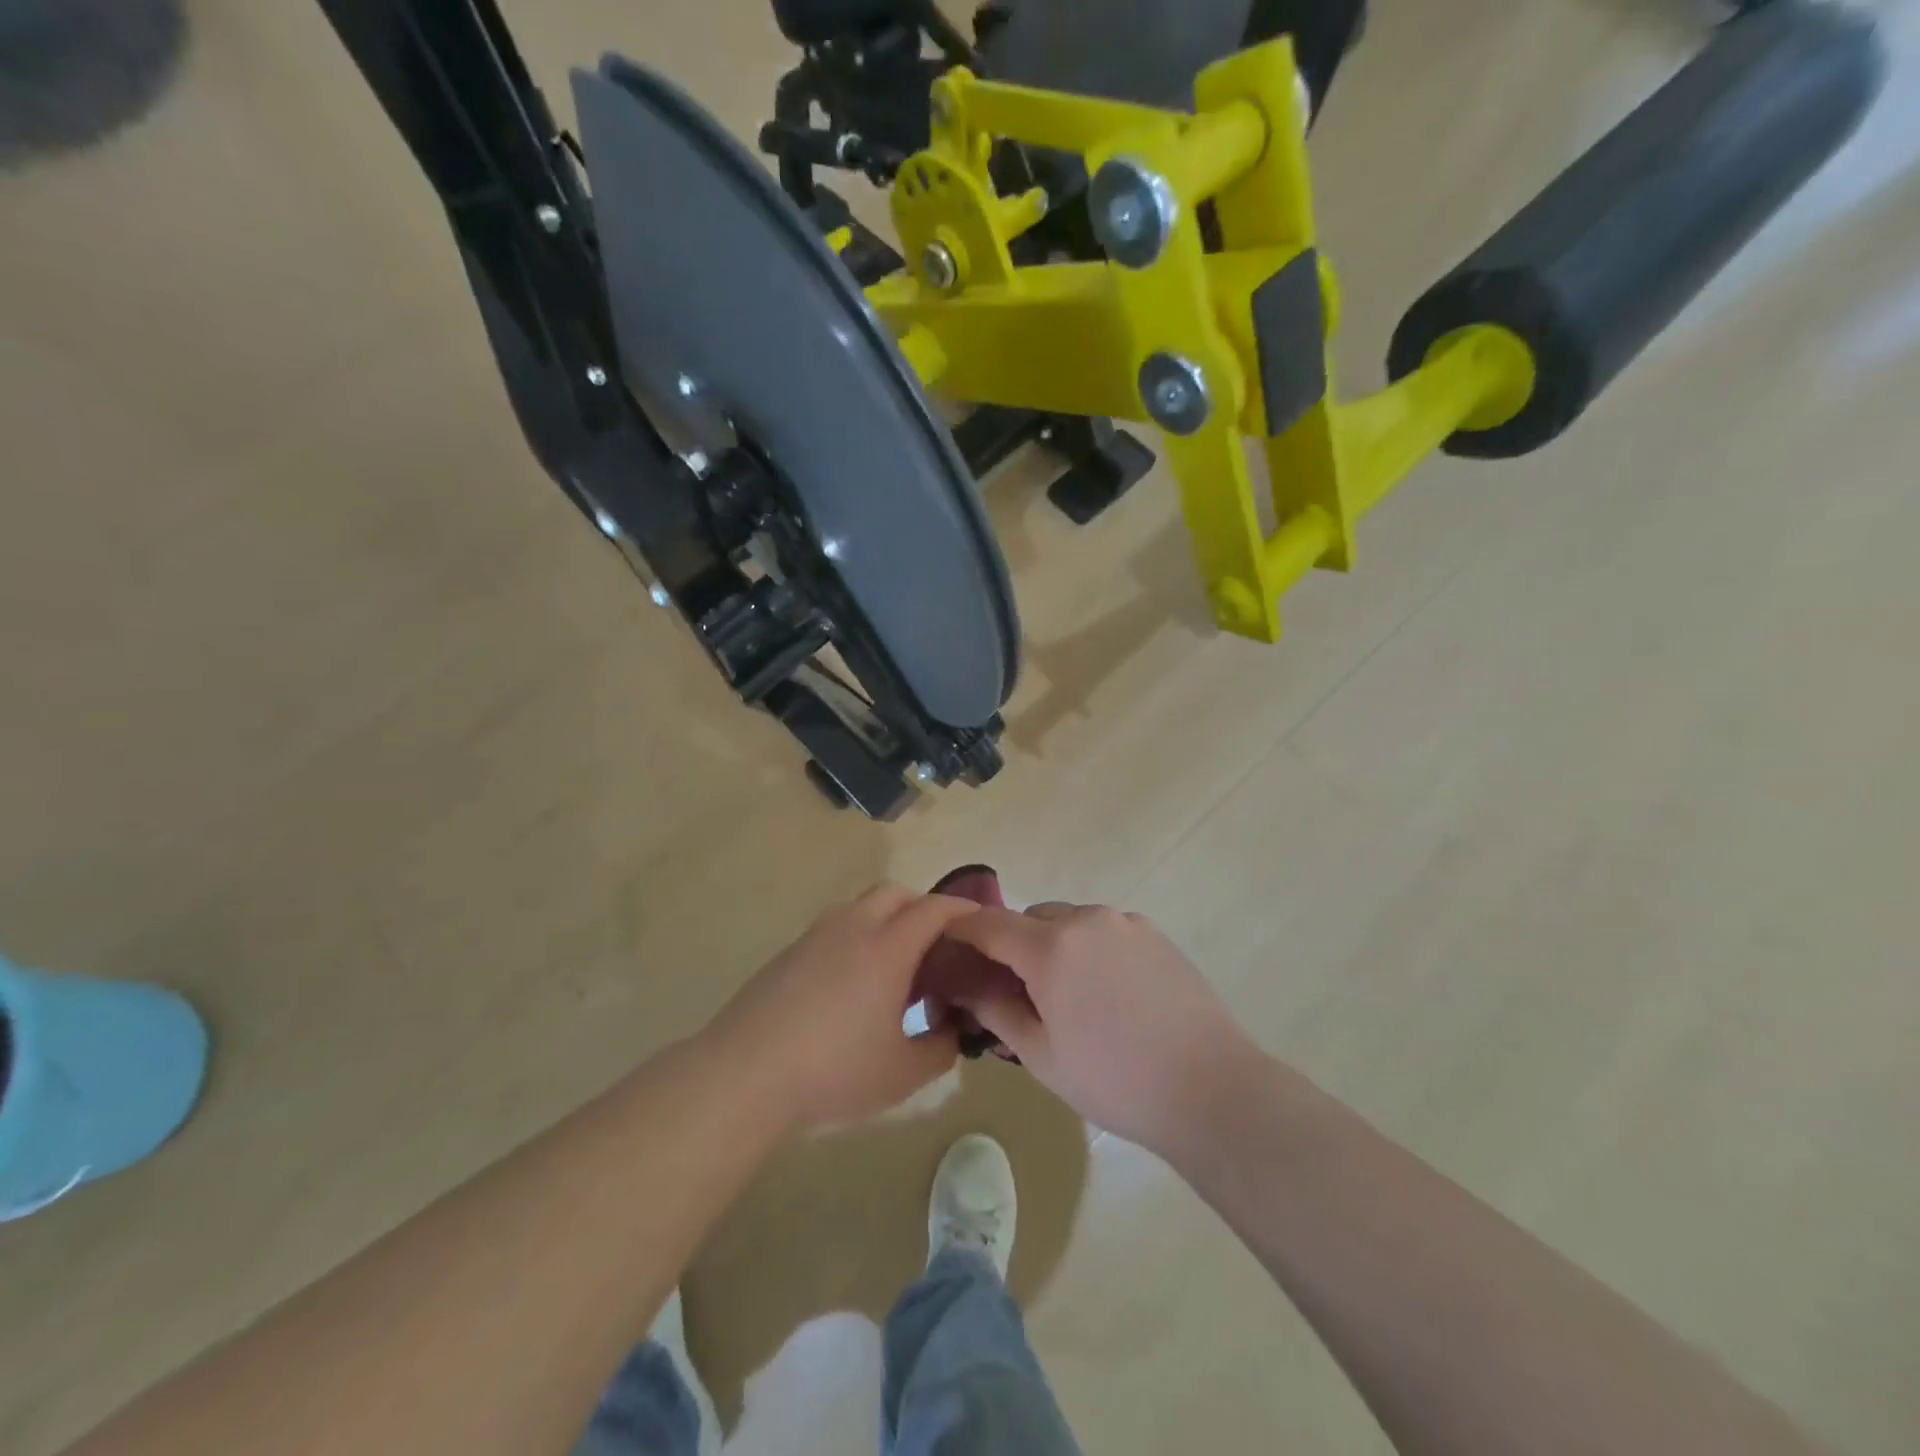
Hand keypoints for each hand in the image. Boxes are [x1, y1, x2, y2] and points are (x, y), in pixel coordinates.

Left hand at [707, 884, 976, 1131]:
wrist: (744, 1074)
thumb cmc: (833, 1071)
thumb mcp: (902, 1074)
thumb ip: (941, 1048)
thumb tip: (952, 1030)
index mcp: (886, 948)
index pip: (933, 909)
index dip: (961, 909)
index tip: (979, 921)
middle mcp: (852, 928)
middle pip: (895, 893)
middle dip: (922, 907)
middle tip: (936, 944)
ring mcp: (814, 937)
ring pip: (859, 906)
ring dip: (885, 919)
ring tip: (893, 964)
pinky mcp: (788, 953)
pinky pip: (834, 928)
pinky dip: (856, 938)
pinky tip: (851, 984)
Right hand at [940, 903, 1262, 1156]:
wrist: (1211, 1088)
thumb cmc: (1114, 1080)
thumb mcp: (1041, 1055)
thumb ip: (995, 1009)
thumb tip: (964, 985)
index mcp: (1050, 948)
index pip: (989, 923)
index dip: (962, 931)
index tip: (948, 946)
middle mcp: (1086, 920)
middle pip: (1030, 919)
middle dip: (1012, 945)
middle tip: (1015, 991)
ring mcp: (1125, 923)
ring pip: (1069, 922)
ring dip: (1053, 945)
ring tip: (1067, 995)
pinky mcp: (1154, 934)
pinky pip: (1104, 931)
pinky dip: (1089, 948)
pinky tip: (1107, 993)